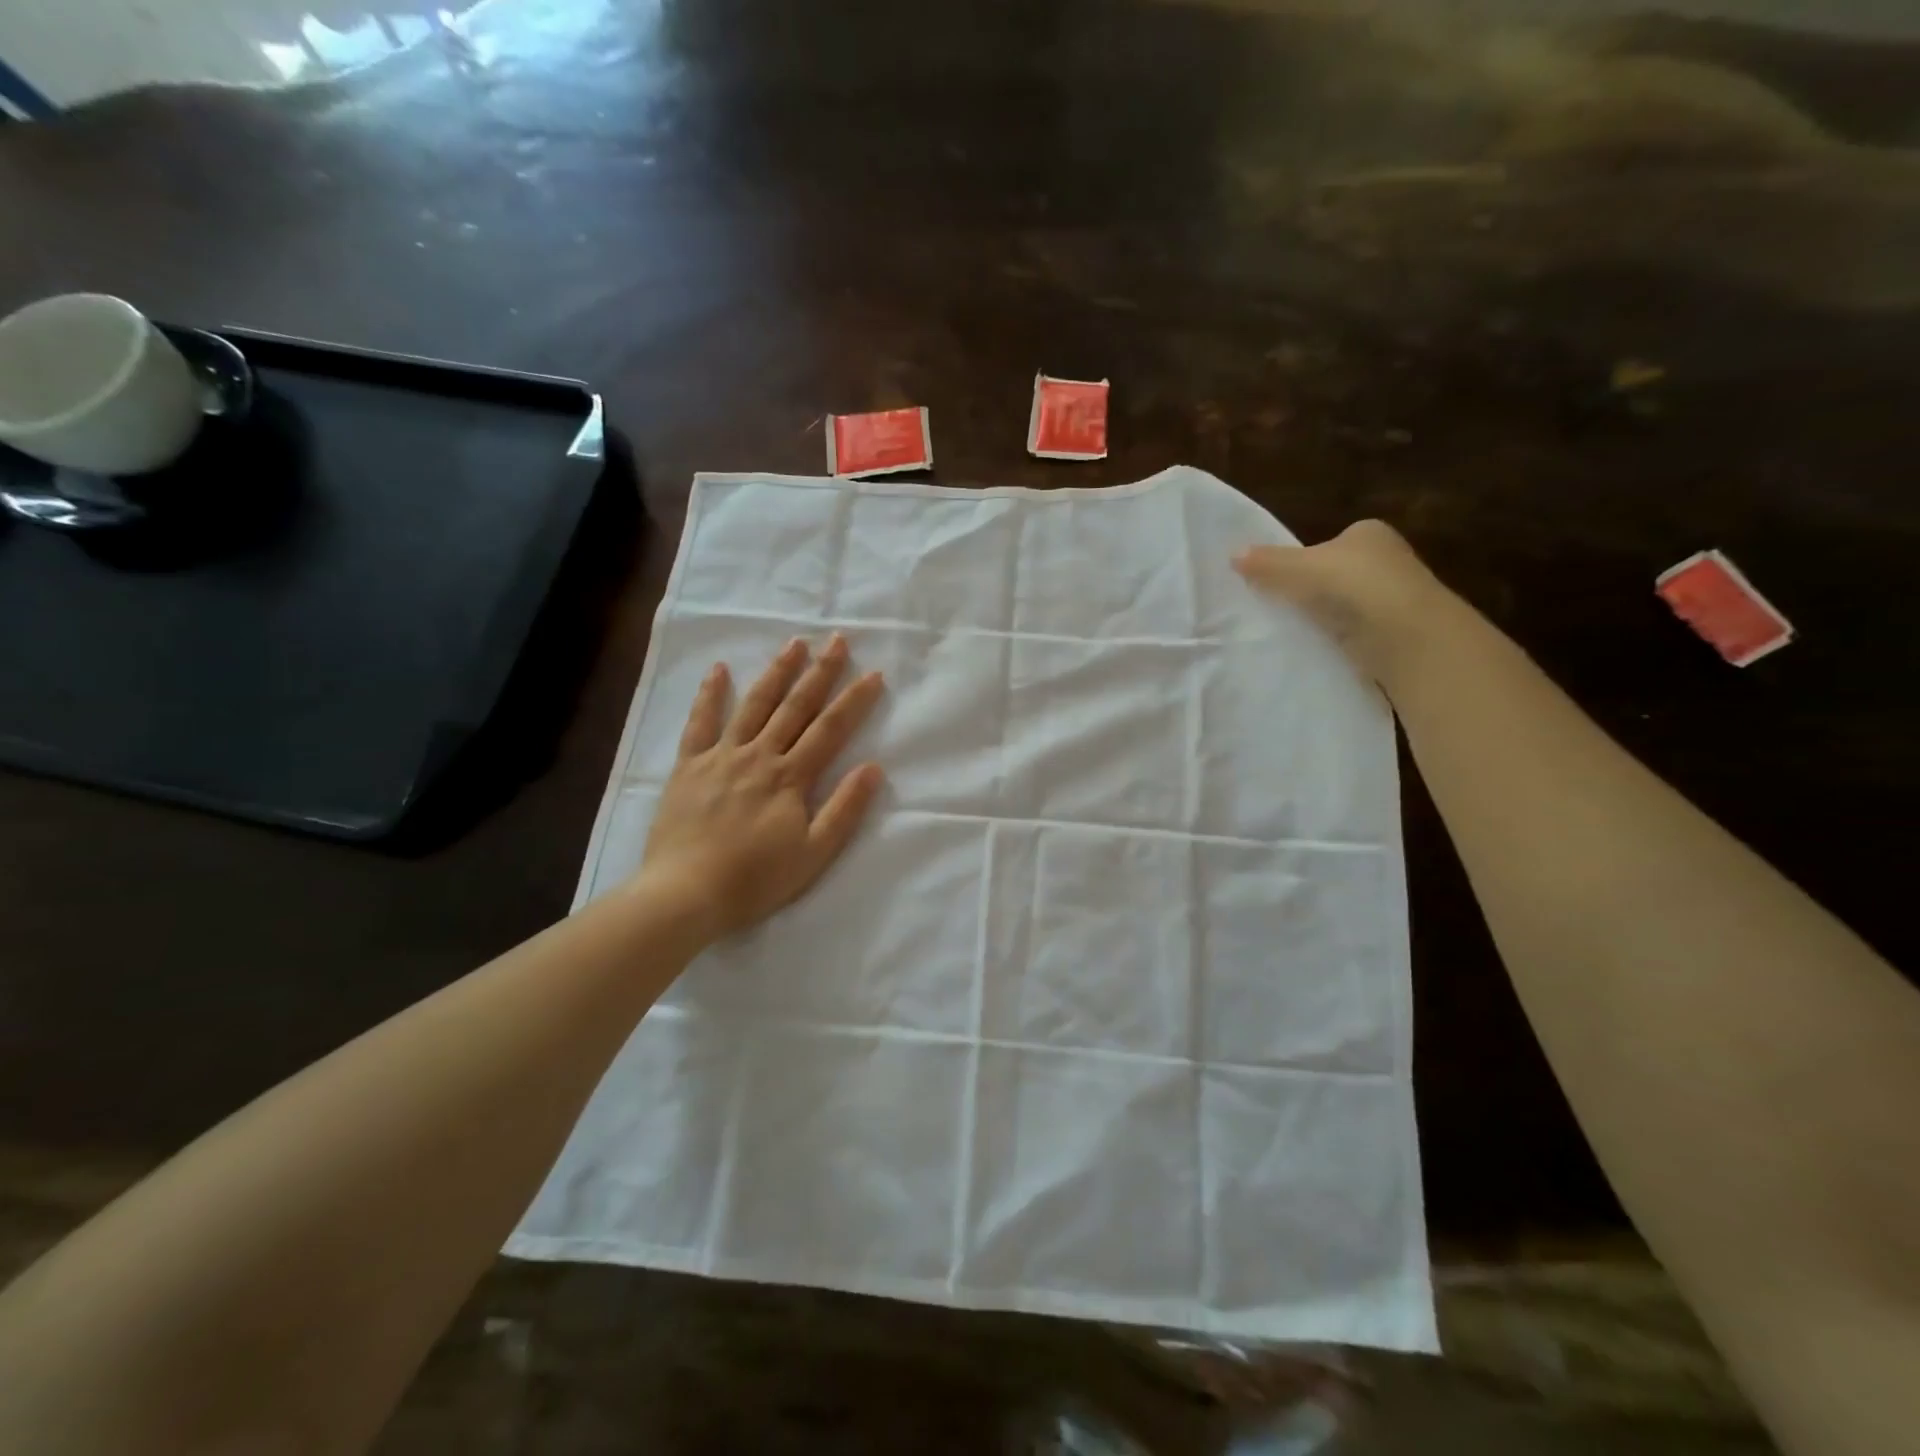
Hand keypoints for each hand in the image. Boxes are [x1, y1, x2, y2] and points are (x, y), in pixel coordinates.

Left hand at [637, 634, 885, 943]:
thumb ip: (844, 809)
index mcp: (790, 778)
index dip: (854, 701)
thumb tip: (873, 768)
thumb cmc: (755, 880)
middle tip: (837, 640)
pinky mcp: (688, 767)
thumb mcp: (813, 854)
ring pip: (754, 705)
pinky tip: (719, 669)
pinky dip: (710, 695)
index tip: (873, 674)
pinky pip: (700, 724)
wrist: (685, 894)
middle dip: (820, 672)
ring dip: (776, 672)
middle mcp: (759, 756)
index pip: (830, 730)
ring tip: (794, 644)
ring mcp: (721, 757)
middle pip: (795, 707)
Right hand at [1232, 520, 1449, 685]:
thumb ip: (1267, 562)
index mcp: (1369, 533)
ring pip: (1346, 605)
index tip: (1278, 583)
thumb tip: (1232, 554)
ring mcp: (1394, 597)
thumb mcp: (1300, 568)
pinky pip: (1355, 632)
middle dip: (1314, 590)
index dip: (1302, 560)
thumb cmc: (1355, 586)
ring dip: (1326, 617)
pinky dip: (1339, 639)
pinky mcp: (1395, 632)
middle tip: (1280, 608)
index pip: (1328, 543)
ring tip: (1294, 631)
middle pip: (1336, 573)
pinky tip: (1320, 648)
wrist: (1406, 635)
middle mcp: (1387, 559)